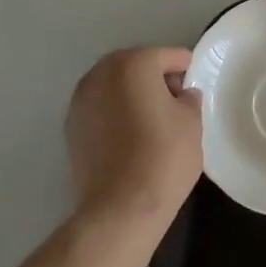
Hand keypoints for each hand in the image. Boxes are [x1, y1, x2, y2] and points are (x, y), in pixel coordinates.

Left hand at [66, 46, 203, 227]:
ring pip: (116, 86)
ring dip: (133, 95)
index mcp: (134, 63)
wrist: (119, 210)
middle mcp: (102, 73)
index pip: (169, 56)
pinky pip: (101, 108)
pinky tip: (130, 137)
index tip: (194, 91)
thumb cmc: (163, 157)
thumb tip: (182, 94)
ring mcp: (81, 99)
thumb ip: (189, 98)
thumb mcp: (192, 122)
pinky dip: (115, 113)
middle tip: (175, 105)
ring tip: (151, 123)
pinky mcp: (71, 126)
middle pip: (137, 66)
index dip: (186, 71)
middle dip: (156, 79)